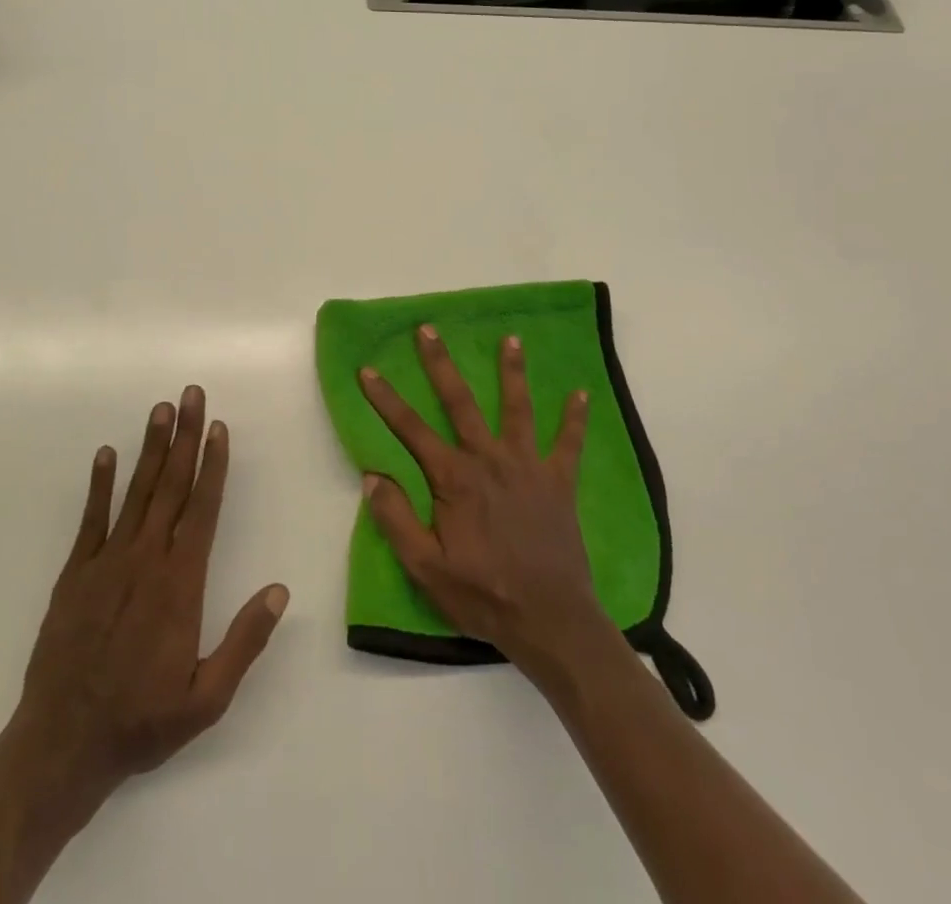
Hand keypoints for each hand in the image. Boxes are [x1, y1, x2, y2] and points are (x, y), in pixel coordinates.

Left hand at [0, 386, 287, 833]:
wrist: (61, 745)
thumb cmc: (142, 721)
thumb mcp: (207, 698)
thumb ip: (244, 641)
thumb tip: (279, 590)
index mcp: (181, 583)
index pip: (203, 509)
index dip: (213, 465)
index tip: (220, 428)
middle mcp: (147, 559)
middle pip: (172, 486)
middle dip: (186, 437)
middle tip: (192, 394)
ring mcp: (108, 561)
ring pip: (136, 492)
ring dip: (151, 448)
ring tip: (161, 409)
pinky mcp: (76, 573)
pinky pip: (91, 518)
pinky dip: (100, 484)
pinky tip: (106, 454)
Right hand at [358, 326, 607, 676]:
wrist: (551, 622)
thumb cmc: (483, 596)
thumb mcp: (426, 569)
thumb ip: (396, 520)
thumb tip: (371, 475)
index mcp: (454, 478)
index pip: (411, 429)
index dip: (386, 399)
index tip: (368, 369)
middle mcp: (489, 460)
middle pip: (460, 402)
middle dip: (441, 363)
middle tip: (428, 329)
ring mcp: (528, 467)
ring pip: (517, 408)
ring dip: (512, 371)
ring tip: (511, 338)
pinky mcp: (559, 482)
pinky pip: (568, 444)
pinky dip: (575, 419)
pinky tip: (582, 394)